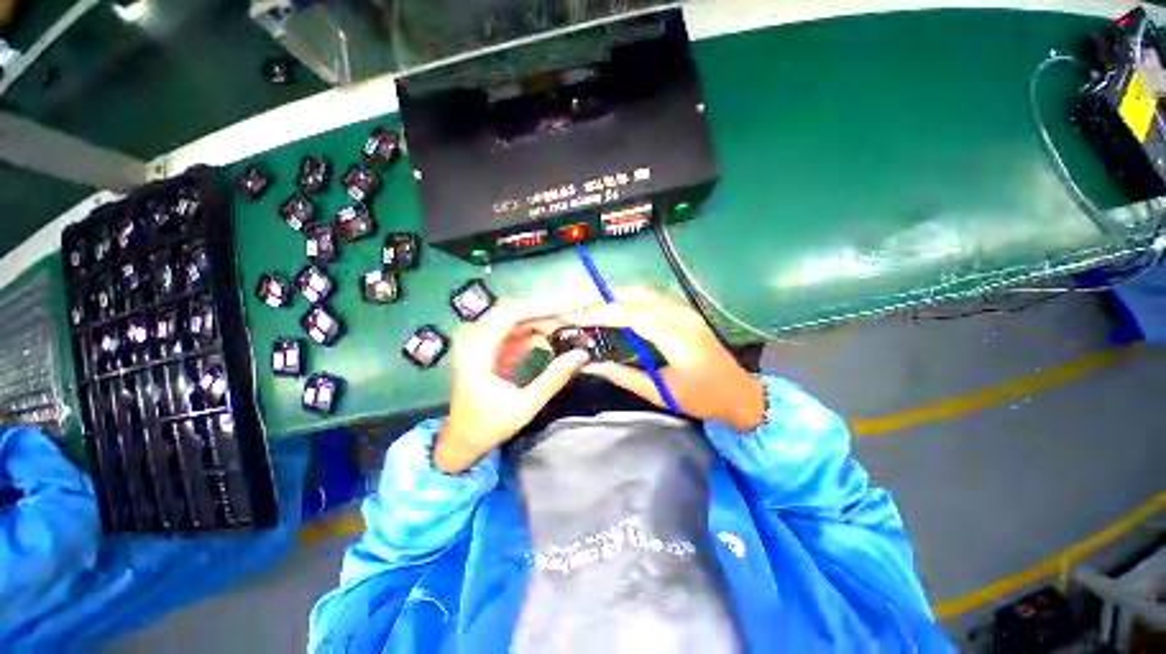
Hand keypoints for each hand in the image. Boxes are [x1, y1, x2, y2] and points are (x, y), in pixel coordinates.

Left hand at [434, 301, 589, 473]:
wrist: (462, 439)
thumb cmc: (488, 425)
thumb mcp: (524, 406)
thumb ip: (553, 378)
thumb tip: (581, 354)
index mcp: (475, 349)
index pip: (510, 313)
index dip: (541, 307)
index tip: (569, 308)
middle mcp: (474, 337)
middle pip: (514, 310)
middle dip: (545, 312)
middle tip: (574, 316)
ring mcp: (480, 339)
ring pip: (516, 317)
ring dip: (542, 320)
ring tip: (568, 326)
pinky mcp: (488, 345)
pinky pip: (515, 328)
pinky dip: (535, 330)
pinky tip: (553, 336)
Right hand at [564, 287, 764, 431]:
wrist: (740, 394)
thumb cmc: (702, 399)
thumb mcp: (659, 392)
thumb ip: (623, 376)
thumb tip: (591, 365)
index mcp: (679, 339)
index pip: (634, 315)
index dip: (602, 313)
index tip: (577, 318)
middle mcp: (683, 318)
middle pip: (639, 295)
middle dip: (606, 299)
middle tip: (583, 312)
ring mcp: (687, 312)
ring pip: (646, 292)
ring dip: (618, 296)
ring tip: (594, 311)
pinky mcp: (686, 313)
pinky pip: (653, 298)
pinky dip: (631, 300)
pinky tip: (618, 311)